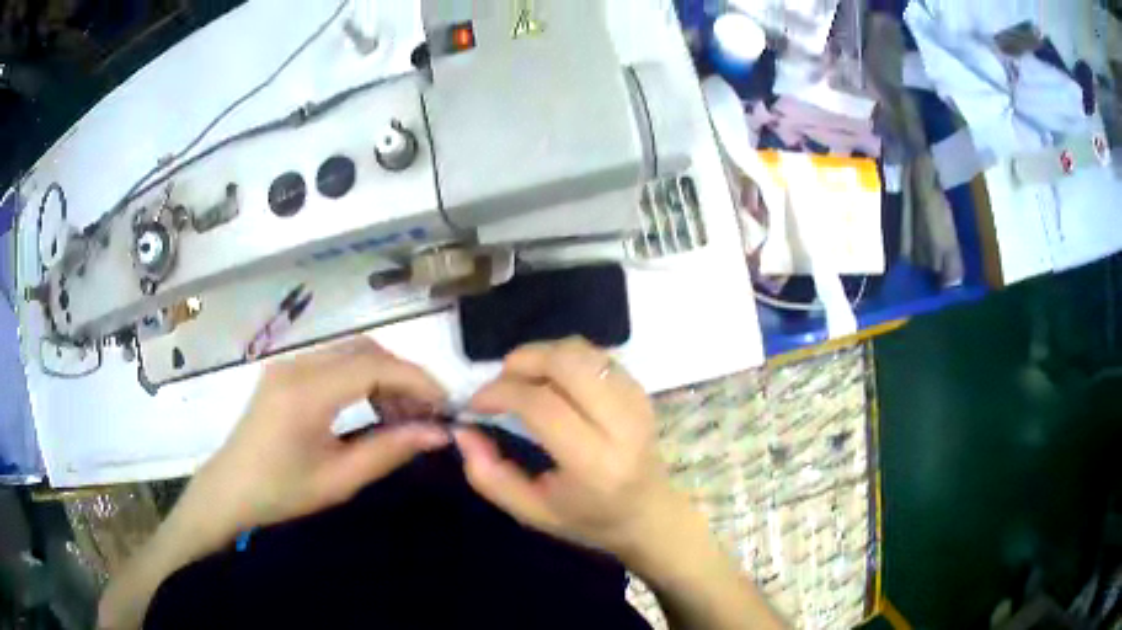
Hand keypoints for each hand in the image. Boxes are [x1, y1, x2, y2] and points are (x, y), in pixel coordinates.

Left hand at [197, 336, 449, 532]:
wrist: (229, 489)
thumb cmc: (281, 492)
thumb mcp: (339, 480)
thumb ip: (389, 451)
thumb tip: (438, 434)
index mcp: (306, 393)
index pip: (374, 366)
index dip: (416, 380)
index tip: (446, 405)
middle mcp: (297, 365)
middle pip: (365, 350)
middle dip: (404, 376)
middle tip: (428, 414)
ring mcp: (289, 364)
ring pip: (352, 352)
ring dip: (384, 376)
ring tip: (403, 416)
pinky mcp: (286, 371)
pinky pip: (334, 362)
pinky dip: (362, 378)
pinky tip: (371, 408)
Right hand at [454, 337, 690, 561]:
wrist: (647, 514)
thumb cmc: (587, 519)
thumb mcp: (530, 512)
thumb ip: (489, 475)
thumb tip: (463, 430)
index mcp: (594, 463)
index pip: (542, 405)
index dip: (500, 393)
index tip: (476, 402)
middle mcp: (621, 425)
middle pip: (567, 363)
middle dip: (523, 360)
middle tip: (501, 380)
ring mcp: (636, 402)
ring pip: (583, 352)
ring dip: (544, 354)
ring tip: (524, 379)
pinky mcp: (640, 390)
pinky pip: (596, 356)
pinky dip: (566, 358)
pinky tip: (553, 381)